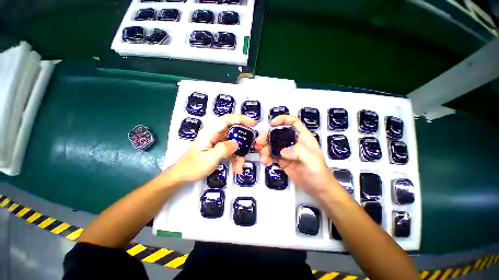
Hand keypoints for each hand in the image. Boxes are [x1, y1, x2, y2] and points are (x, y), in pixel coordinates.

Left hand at [171, 114, 256, 183]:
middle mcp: (214, 135)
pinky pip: (231, 150)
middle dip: (244, 136)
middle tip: (254, 142)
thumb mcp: (209, 159)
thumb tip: (236, 143)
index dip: (240, 118)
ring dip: (239, 153)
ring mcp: (217, 142)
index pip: (226, 120)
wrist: (183, 176)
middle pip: (232, 130)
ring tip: (240, 166)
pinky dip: (235, 158)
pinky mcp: (219, 149)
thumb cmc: (193, 166)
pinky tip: (236, 168)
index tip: (252, 122)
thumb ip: (223, 149)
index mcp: (209, 133)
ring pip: (233, 142)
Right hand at [255, 115, 340, 198]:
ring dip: (264, 150)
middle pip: (277, 133)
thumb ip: (298, 152)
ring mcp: (287, 151)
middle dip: (266, 137)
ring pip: (272, 144)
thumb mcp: (312, 161)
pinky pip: (271, 155)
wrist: (317, 189)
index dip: (282, 119)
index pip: (293, 122)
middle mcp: (293, 142)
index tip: (271, 124)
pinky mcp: (282, 160)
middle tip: (258, 144)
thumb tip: (282, 151)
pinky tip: (266, 163)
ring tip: (263, 159)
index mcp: (303, 137)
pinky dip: (266, 157)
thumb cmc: (318, 173)